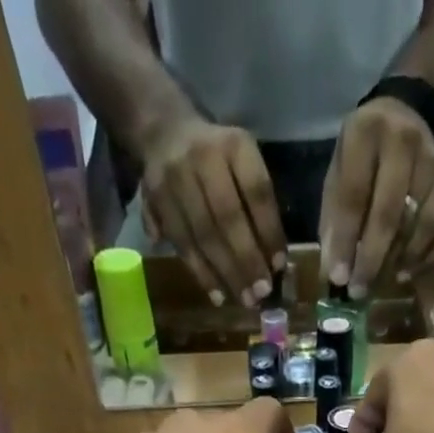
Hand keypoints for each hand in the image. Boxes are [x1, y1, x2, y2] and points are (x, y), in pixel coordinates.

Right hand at [140, 116, 287, 306]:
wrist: (163, 132)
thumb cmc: (218, 159)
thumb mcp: (244, 165)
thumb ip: (259, 206)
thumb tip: (275, 262)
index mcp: (234, 145)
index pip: (256, 192)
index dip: (269, 231)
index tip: (278, 266)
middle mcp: (203, 158)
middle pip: (227, 218)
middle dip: (247, 261)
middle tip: (261, 294)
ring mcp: (175, 179)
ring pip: (203, 236)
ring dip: (226, 274)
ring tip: (244, 300)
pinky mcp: (155, 200)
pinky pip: (182, 244)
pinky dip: (202, 274)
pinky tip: (218, 296)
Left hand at [319, 97, 433, 297]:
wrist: (407, 112)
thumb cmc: (362, 154)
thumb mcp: (339, 172)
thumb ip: (334, 218)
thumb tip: (333, 270)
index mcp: (363, 135)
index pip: (353, 197)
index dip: (345, 241)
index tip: (339, 278)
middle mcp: (400, 144)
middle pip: (388, 213)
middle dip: (372, 258)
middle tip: (359, 290)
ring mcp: (430, 162)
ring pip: (419, 222)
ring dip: (398, 259)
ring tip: (380, 282)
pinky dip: (423, 255)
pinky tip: (404, 271)